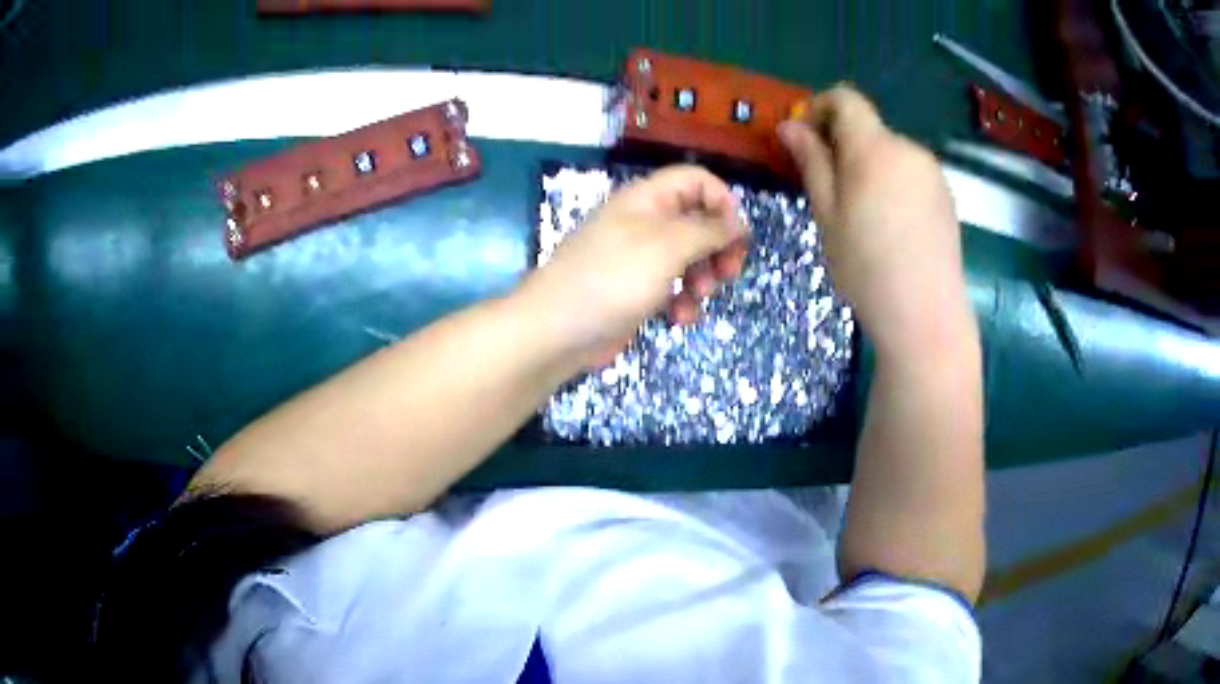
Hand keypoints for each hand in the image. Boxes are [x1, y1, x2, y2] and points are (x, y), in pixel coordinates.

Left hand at [519, 165, 748, 368]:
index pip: (695, 181)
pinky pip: (672, 287)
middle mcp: (644, 223)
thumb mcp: (667, 247)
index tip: (737, 235)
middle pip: (697, 220)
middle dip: (718, 247)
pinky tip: (678, 319)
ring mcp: (638, 258)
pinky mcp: (636, 291)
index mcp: (647, 199)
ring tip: (698, 297)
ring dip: (703, 278)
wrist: (556, 331)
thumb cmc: (612, 279)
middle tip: (728, 272)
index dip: (722, 202)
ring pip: (689, 258)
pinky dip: (682, 301)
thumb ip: (708, 230)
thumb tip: (738, 223)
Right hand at [777, 86, 972, 357]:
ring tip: (861, 215)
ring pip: (890, 152)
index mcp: (874, 147)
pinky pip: (911, 174)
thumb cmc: (867, 266)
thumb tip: (790, 125)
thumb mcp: (827, 214)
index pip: (846, 99)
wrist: (926, 314)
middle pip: (868, 128)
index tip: (805, 139)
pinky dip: (892, 183)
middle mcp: (908, 148)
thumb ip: (811, 162)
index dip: (819, 107)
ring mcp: (932, 172)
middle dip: (842, 145)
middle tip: (827, 189)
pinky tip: (891, 227)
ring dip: (868, 166)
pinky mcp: (946, 196)